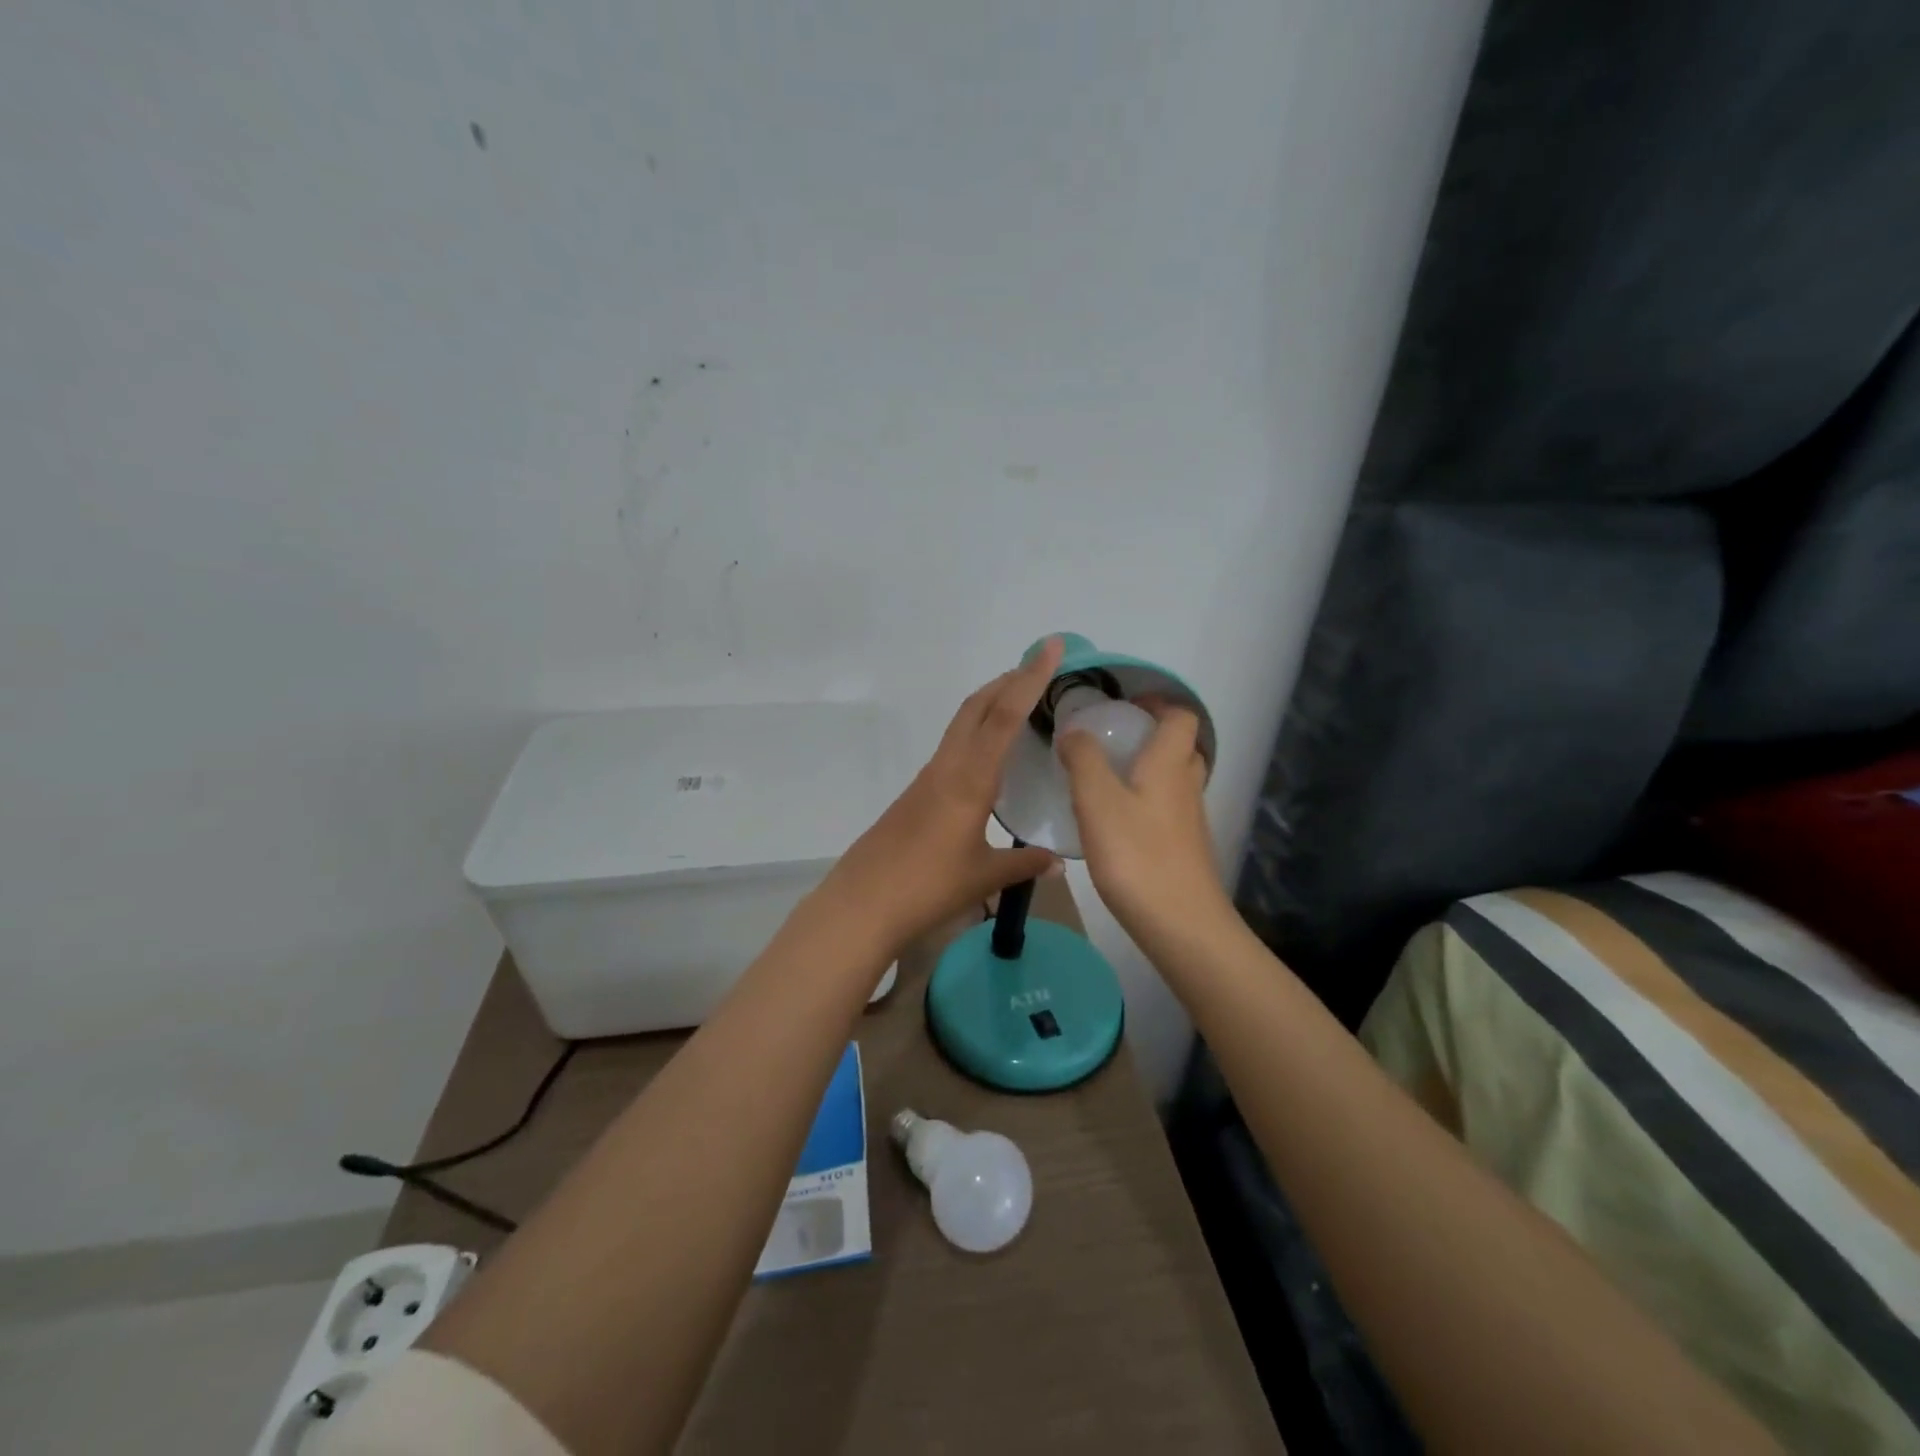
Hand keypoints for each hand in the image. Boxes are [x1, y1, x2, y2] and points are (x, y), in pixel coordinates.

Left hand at [825, 639, 1063, 953]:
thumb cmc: (928, 886)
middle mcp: (947, 767)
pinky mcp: (916, 793)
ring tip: (1020, 702)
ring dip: (990, 704)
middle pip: (977, 707)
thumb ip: (1023, 865)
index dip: (1031, 678)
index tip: (1051, 647)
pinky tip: (989, 756)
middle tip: (1039, 667)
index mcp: (970, 779)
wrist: (863, 903)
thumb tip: (1058, 862)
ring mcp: (927, 778)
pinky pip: (953, 748)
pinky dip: (976, 733)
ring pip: (962, 724)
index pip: (1006, 716)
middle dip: (1008, 680)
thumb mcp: (983, 876)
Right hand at [1056, 701, 1231, 947]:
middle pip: (1181, 746)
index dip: (1158, 703)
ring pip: (1175, 780)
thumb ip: (1083, 760)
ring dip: (1148, 769)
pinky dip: (1146, 802)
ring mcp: (1190, 820)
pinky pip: (1168, 809)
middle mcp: (1186, 785)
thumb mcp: (1097, 801)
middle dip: (1151, 735)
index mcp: (1169, 764)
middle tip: (1112, 740)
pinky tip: (1115, 822)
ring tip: (1106, 778)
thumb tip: (1074, 731)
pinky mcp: (1185, 849)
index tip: (1124, 706)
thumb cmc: (1136, 855)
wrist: (1181, 924)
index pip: (1181, 716)